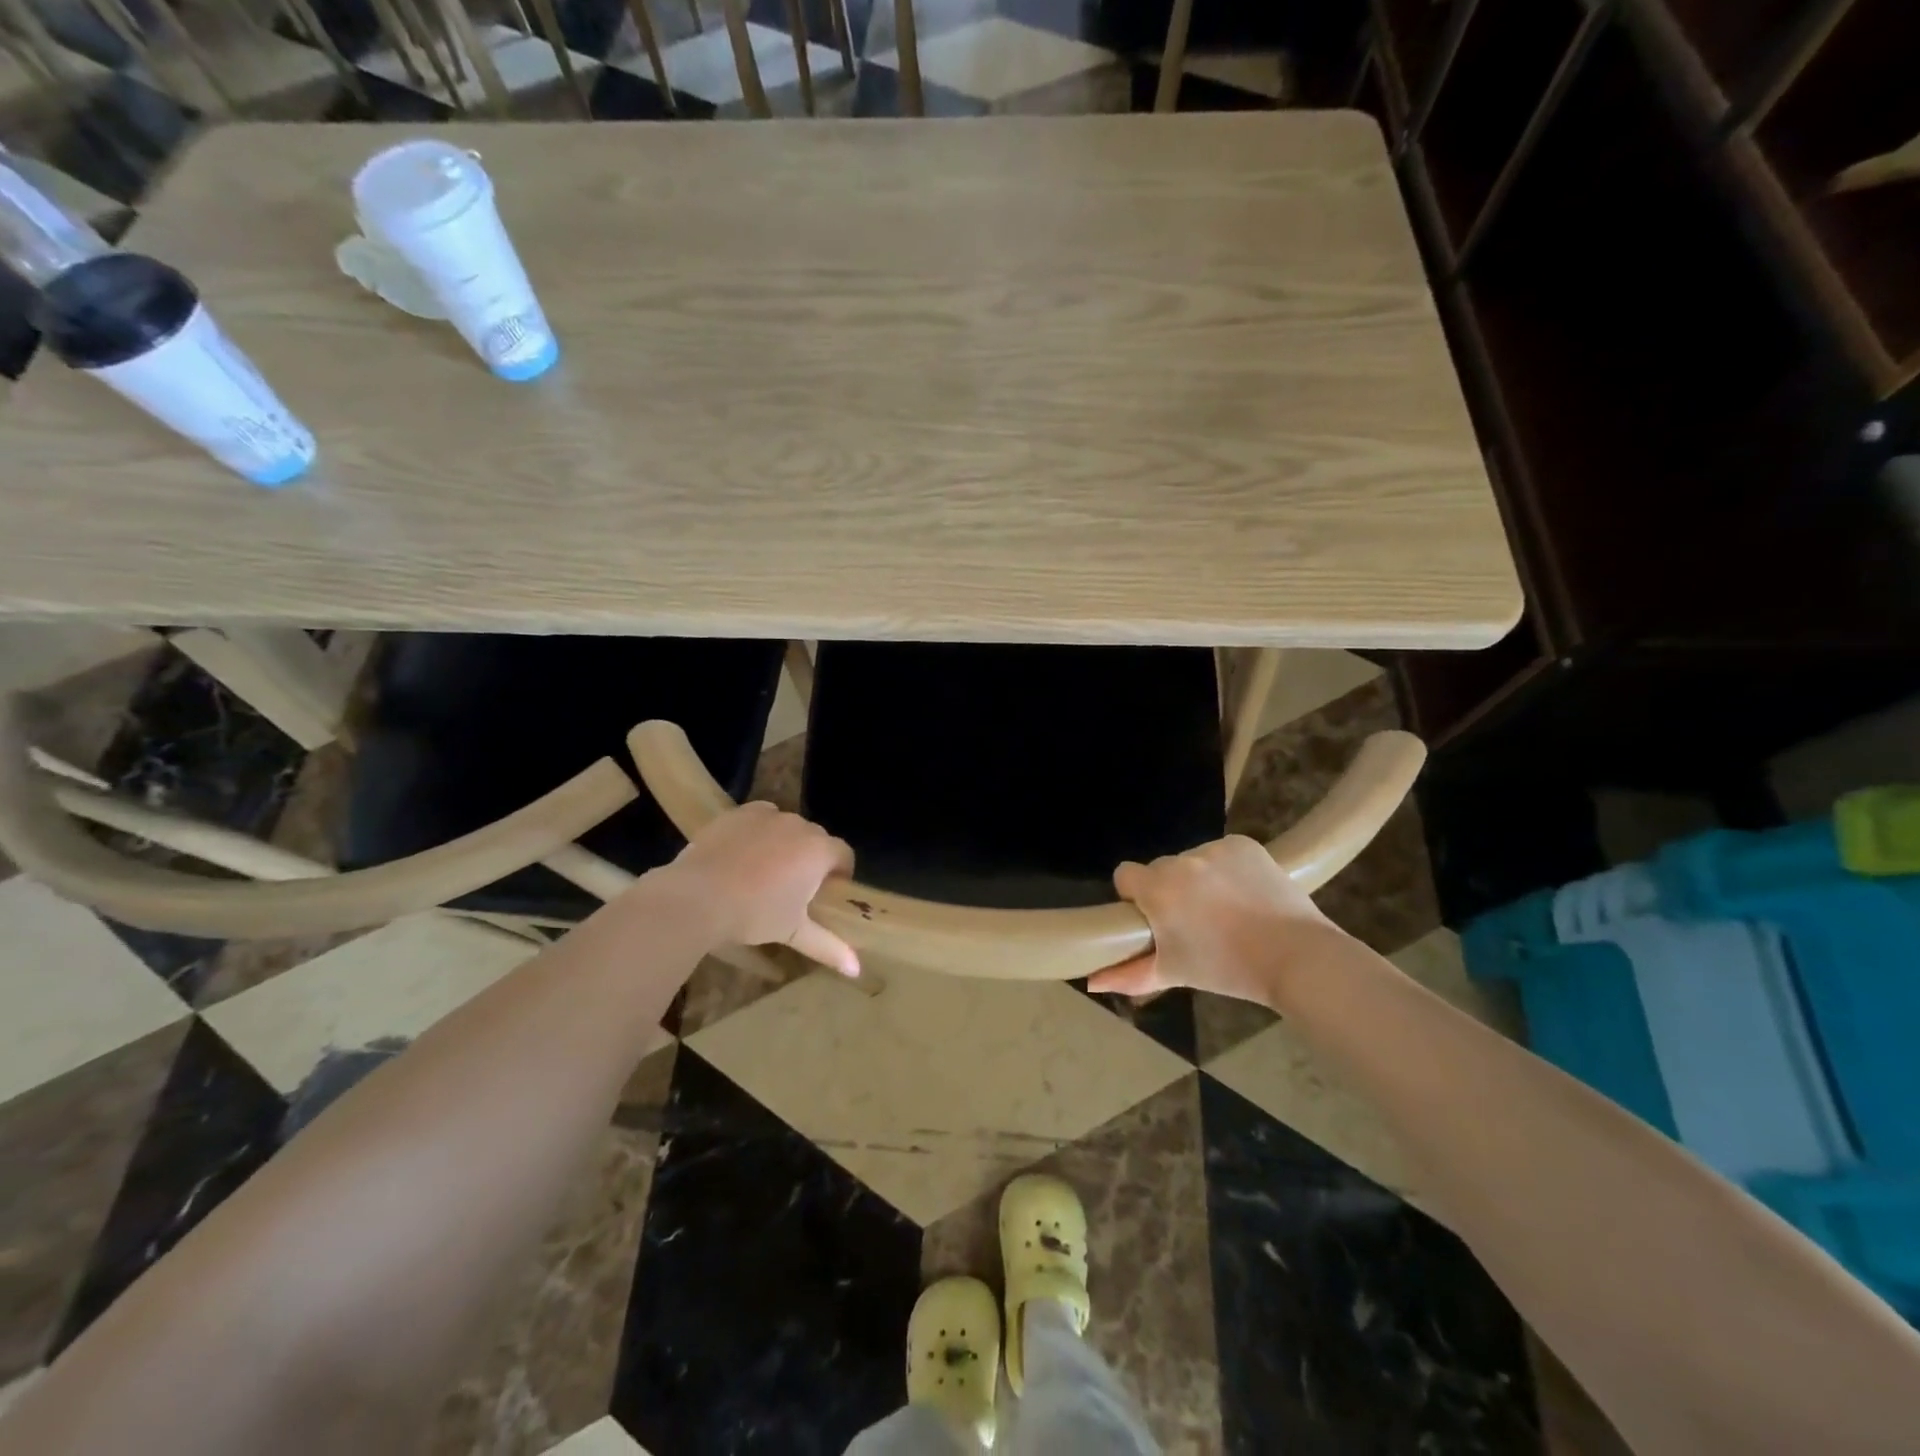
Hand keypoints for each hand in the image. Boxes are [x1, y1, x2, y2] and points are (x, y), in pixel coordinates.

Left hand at [659, 802, 859, 976]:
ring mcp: (767, 815)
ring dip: (785, 844)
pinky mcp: (738, 813)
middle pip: (816, 839)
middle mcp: (799, 825)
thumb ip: (829, 947)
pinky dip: (758, 832)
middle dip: (812, 859)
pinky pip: (759, 819)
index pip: (844, 854)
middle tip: (794, 888)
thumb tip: (856, 970)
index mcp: (819, 851)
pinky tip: (742, 854)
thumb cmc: (754, 914)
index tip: (825, 894)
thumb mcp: (793, 932)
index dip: (840, 873)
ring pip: (787, 827)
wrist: (696, 896)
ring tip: (765, 871)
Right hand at [1088, 835, 1340, 1002]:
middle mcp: (1181, 861)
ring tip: (1227, 910)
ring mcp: (1214, 848)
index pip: (1125, 875)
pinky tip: (1246, 893)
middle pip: (1161, 869)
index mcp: (1158, 889)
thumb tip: (1091, 981)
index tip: (1154, 918)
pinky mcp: (1243, 844)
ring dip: (1199, 879)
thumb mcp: (1174, 973)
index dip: (1135, 896)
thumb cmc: (1227, 969)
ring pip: (1193, 860)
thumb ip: (1129, 975)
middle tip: (1194, 921)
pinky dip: (1229, 868)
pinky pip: (1222, 852)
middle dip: (1170, 889)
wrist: (1296, 956)